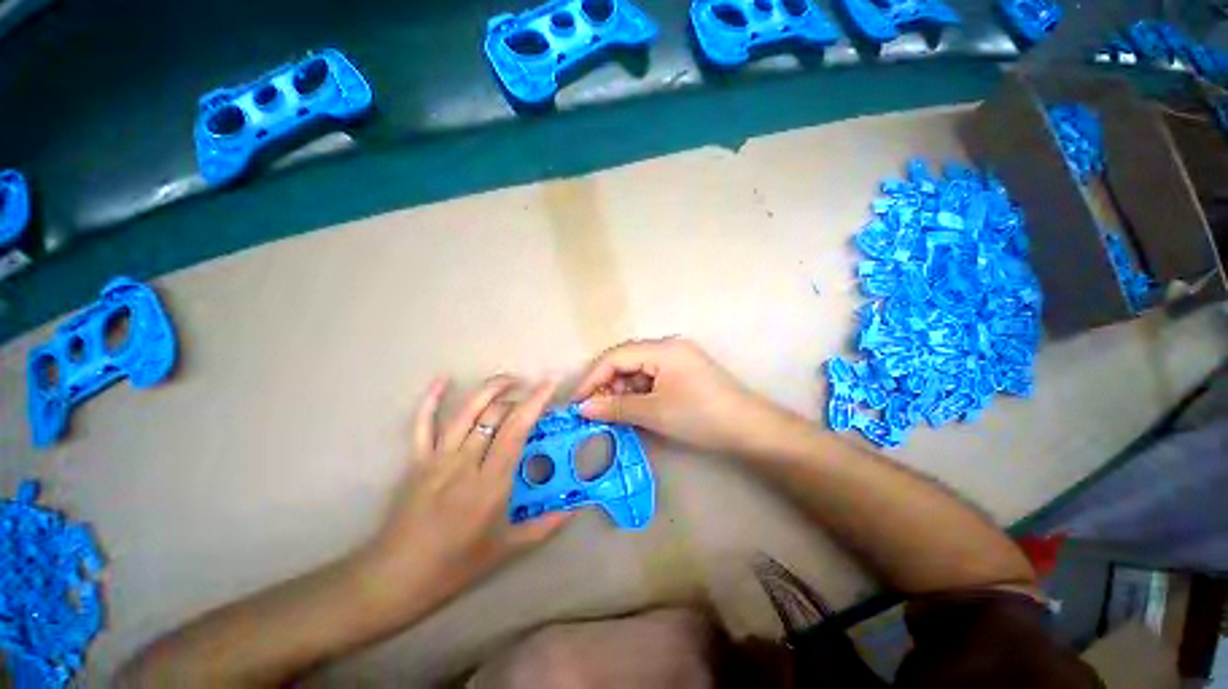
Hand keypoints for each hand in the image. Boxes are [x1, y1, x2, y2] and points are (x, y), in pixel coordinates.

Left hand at [361, 376, 570, 609]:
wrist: (396, 578)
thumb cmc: (455, 565)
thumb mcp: (507, 549)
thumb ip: (546, 526)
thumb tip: (575, 508)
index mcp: (490, 484)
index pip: (516, 430)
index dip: (535, 402)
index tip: (550, 385)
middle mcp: (465, 463)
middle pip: (494, 415)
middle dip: (518, 396)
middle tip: (535, 394)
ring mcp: (438, 458)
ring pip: (466, 412)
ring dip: (490, 389)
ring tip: (510, 380)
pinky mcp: (418, 460)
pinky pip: (422, 423)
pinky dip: (432, 399)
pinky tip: (443, 379)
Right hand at [573, 338, 783, 454]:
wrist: (749, 429)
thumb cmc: (700, 417)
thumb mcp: (654, 412)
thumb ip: (616, 407)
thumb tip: (583, 408)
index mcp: (662, 348)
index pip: (616, 356)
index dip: (592, 378)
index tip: (576, 402)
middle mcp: (668, 346)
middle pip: (626, 360)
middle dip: (607, 385)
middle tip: (594, 410)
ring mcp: (677, 357)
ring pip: (637, 369)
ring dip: (622, 390)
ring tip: (614, 413)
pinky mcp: (683, 370)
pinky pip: (651, 376)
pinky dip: (638, 392)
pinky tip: (634, 408)